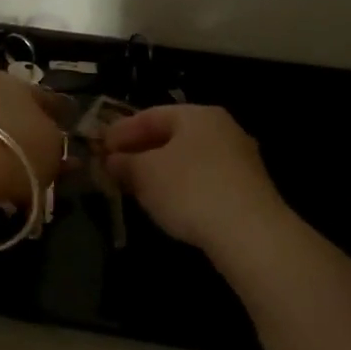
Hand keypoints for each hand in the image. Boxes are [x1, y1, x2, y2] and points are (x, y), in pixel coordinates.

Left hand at [0, 70, 66, 203]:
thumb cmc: (19, 147)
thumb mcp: (53, 145)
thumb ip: (55, 140)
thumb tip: (51, 139)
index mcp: (15, 81)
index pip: (44, 97)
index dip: (58, 116)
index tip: (65, 131)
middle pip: (14, 111)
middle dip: (28, 133)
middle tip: (41, 156)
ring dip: (4, 146)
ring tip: (17, 171)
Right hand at [104, 105, 292, 254]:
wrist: (251, 235)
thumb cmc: (190, 190)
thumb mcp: (144, 174)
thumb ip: (124, 162)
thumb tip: (112, 159)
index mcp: (197, 115)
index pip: (150, 115)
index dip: (120, 131)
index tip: (99, 147)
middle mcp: (222, 129)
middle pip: (171, 135)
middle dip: (140, 150)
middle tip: (114, 166)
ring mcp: (240, 159)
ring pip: (188, 158)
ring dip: (160, 170)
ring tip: (136, 187)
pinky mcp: (248, 189)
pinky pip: (204, 179)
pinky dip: (181, 186)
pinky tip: (168, 203)